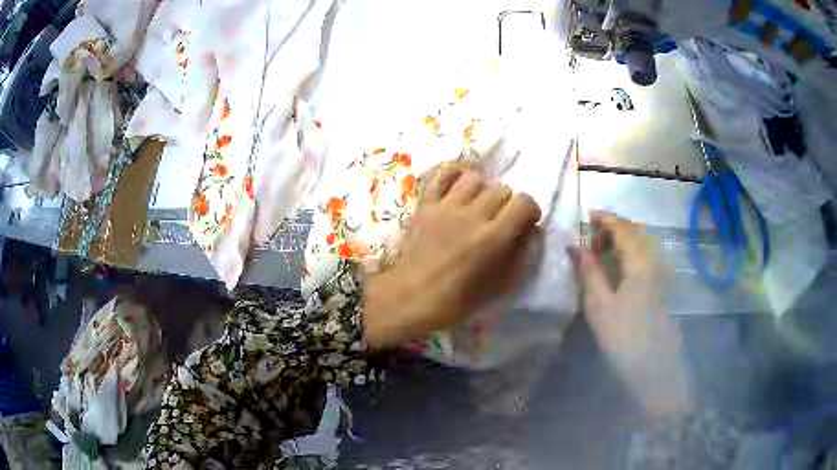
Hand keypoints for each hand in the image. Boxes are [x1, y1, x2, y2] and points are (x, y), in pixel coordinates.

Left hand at [362, 165, 540, 347]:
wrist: (410, 298)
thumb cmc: (455, 301)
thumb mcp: (497, 286)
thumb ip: (520, 256)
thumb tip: (532, 231)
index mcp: (492, 238)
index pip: (523, 202)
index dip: (530, 209)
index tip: (525, 222)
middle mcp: (472, 215)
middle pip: (501, 189)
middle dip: (507, 203)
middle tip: (500, 219)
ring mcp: (445, 206)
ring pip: (474, 178)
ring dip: (482, 189)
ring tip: (478, 204)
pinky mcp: (425, 204)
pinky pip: (442, 174)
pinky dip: (454, 174)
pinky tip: (458, 186)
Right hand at [576, 212, 690, 414]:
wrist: (653, 367)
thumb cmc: (623, 338)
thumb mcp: (599, 306)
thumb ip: (589, 272)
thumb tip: (575, 245)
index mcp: (638, 263)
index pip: (622, 228)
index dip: (605, 218)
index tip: (587, 216)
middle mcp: (653, 261)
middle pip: (636, 231)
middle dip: (615, 225)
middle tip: (594, 235)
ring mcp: (660, 274)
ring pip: (643, 243)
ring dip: (624, 238)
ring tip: (604, 249)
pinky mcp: (662, 286)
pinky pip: (646, 256)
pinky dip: (631, 251)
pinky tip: (621, 266)